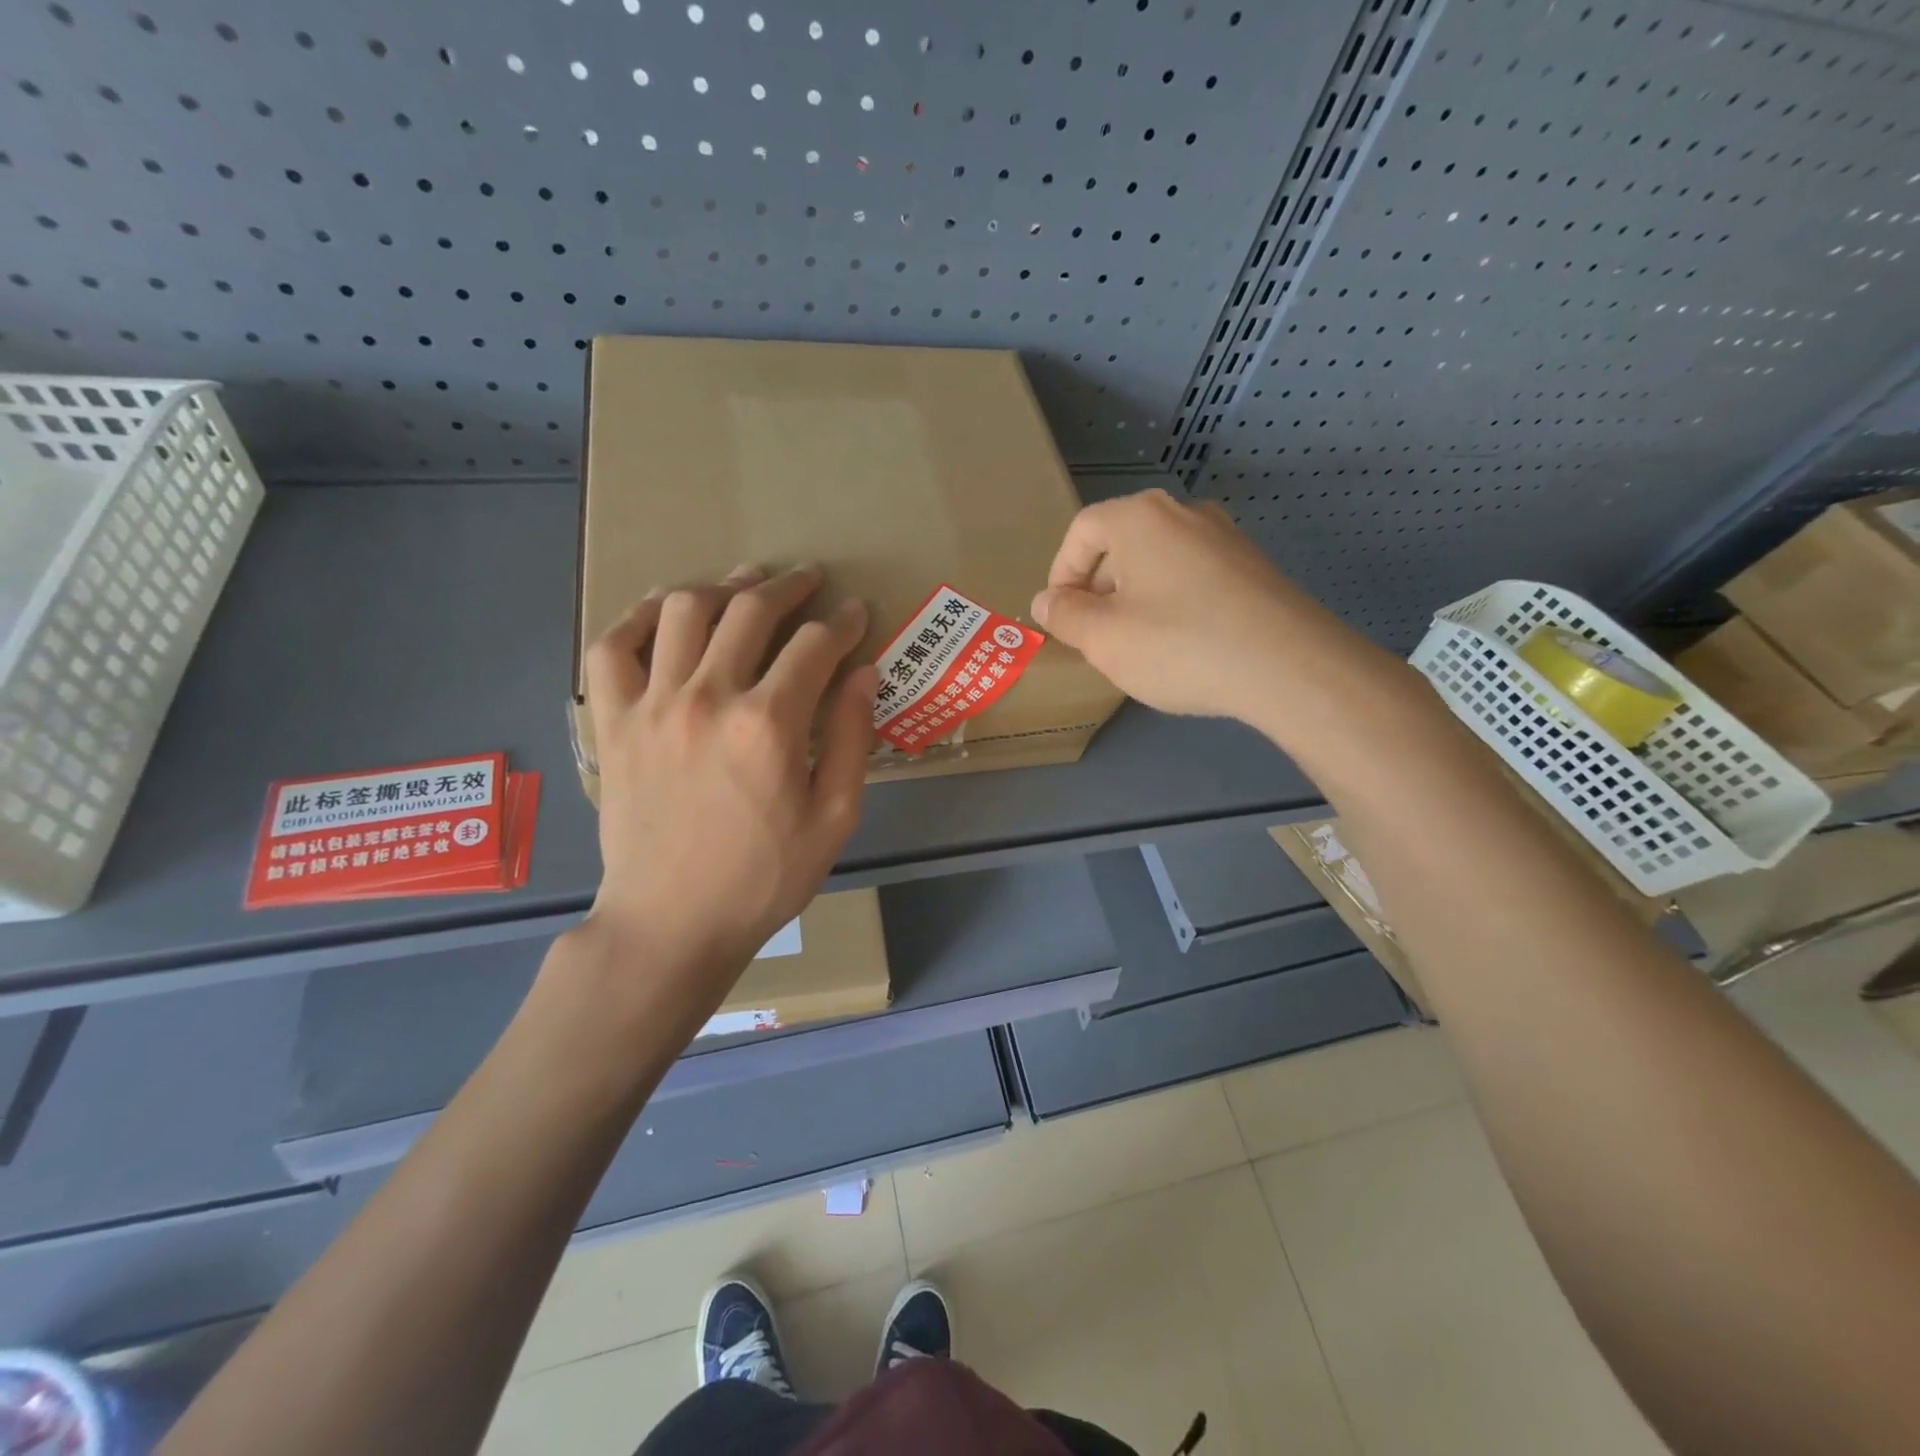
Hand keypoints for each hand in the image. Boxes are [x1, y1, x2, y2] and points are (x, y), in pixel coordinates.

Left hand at [580, 566, 877, 1009]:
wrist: (672, 922)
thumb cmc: (764, 877)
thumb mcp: (834, 818)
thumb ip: (853, 739)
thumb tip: (863, 674)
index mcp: (769, 724)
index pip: (815, 645)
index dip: (843, 623)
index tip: (856, 614)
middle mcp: (708, 697)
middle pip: (750, 610)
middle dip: (789, 586)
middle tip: (809, 580)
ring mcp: (652, 705)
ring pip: (683, 611)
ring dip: (721, 586)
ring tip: (743, 583)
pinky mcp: (614, 722)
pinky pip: (612, 647)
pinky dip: (637, 617)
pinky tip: (663, 610)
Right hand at [1031, 488, 1403, 733]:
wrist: (1288, 665)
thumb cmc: (1178, 645)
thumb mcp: (1103, 638)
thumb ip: (1064, 615)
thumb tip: (1046, 601)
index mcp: (1140, 517)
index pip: (1081, 532)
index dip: (1061, 574)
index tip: (1061, 618)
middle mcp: (1184, 513)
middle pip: (1121, 543)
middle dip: (1098, 589)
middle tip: (1094, 636)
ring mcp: (1225, 537)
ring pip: (1158, 562)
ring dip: (1134, 598)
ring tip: (1135, 644)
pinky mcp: (1252, 567)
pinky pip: (1193, 577)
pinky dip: (1172, 603)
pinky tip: (1180, 644)